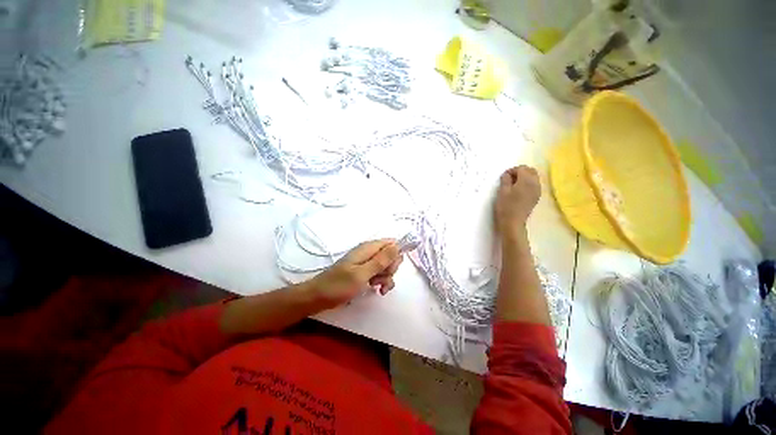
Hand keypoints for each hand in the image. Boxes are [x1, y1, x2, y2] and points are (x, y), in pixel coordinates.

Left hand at [308, 239, 402, 309]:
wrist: (319, 297)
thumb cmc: (339, 285)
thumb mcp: (362, 274)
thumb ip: (381, 260)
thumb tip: (397, 245)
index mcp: (368, 248)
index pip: (391, 243)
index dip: (396, 254)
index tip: (392, 268)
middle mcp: (369, 253)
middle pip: (390, 255)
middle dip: (391, 268)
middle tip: (381, 278)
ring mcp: (366, 263)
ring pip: (386, 266)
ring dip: (386, 277)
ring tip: (377, 287)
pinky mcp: (364, 272)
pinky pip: (379, 273)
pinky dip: (381, 281)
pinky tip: (378, 290)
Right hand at [495, 165, 540, 236]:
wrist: (513, 222)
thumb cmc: (505, 206)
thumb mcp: (502, 191)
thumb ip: (505, 180)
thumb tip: (507, 175)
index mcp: (526, 180)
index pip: (521, 168)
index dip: (511, 170)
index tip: (503, 177)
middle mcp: (535, 183)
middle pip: (530, 171)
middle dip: (520, 171)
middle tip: (509, 178)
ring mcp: (537, 191)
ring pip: (533, 177)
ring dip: (524, 177)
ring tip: (513, 184)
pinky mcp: (536, 197)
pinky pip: (534, 185)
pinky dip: (527, 183)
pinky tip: (518, 190)